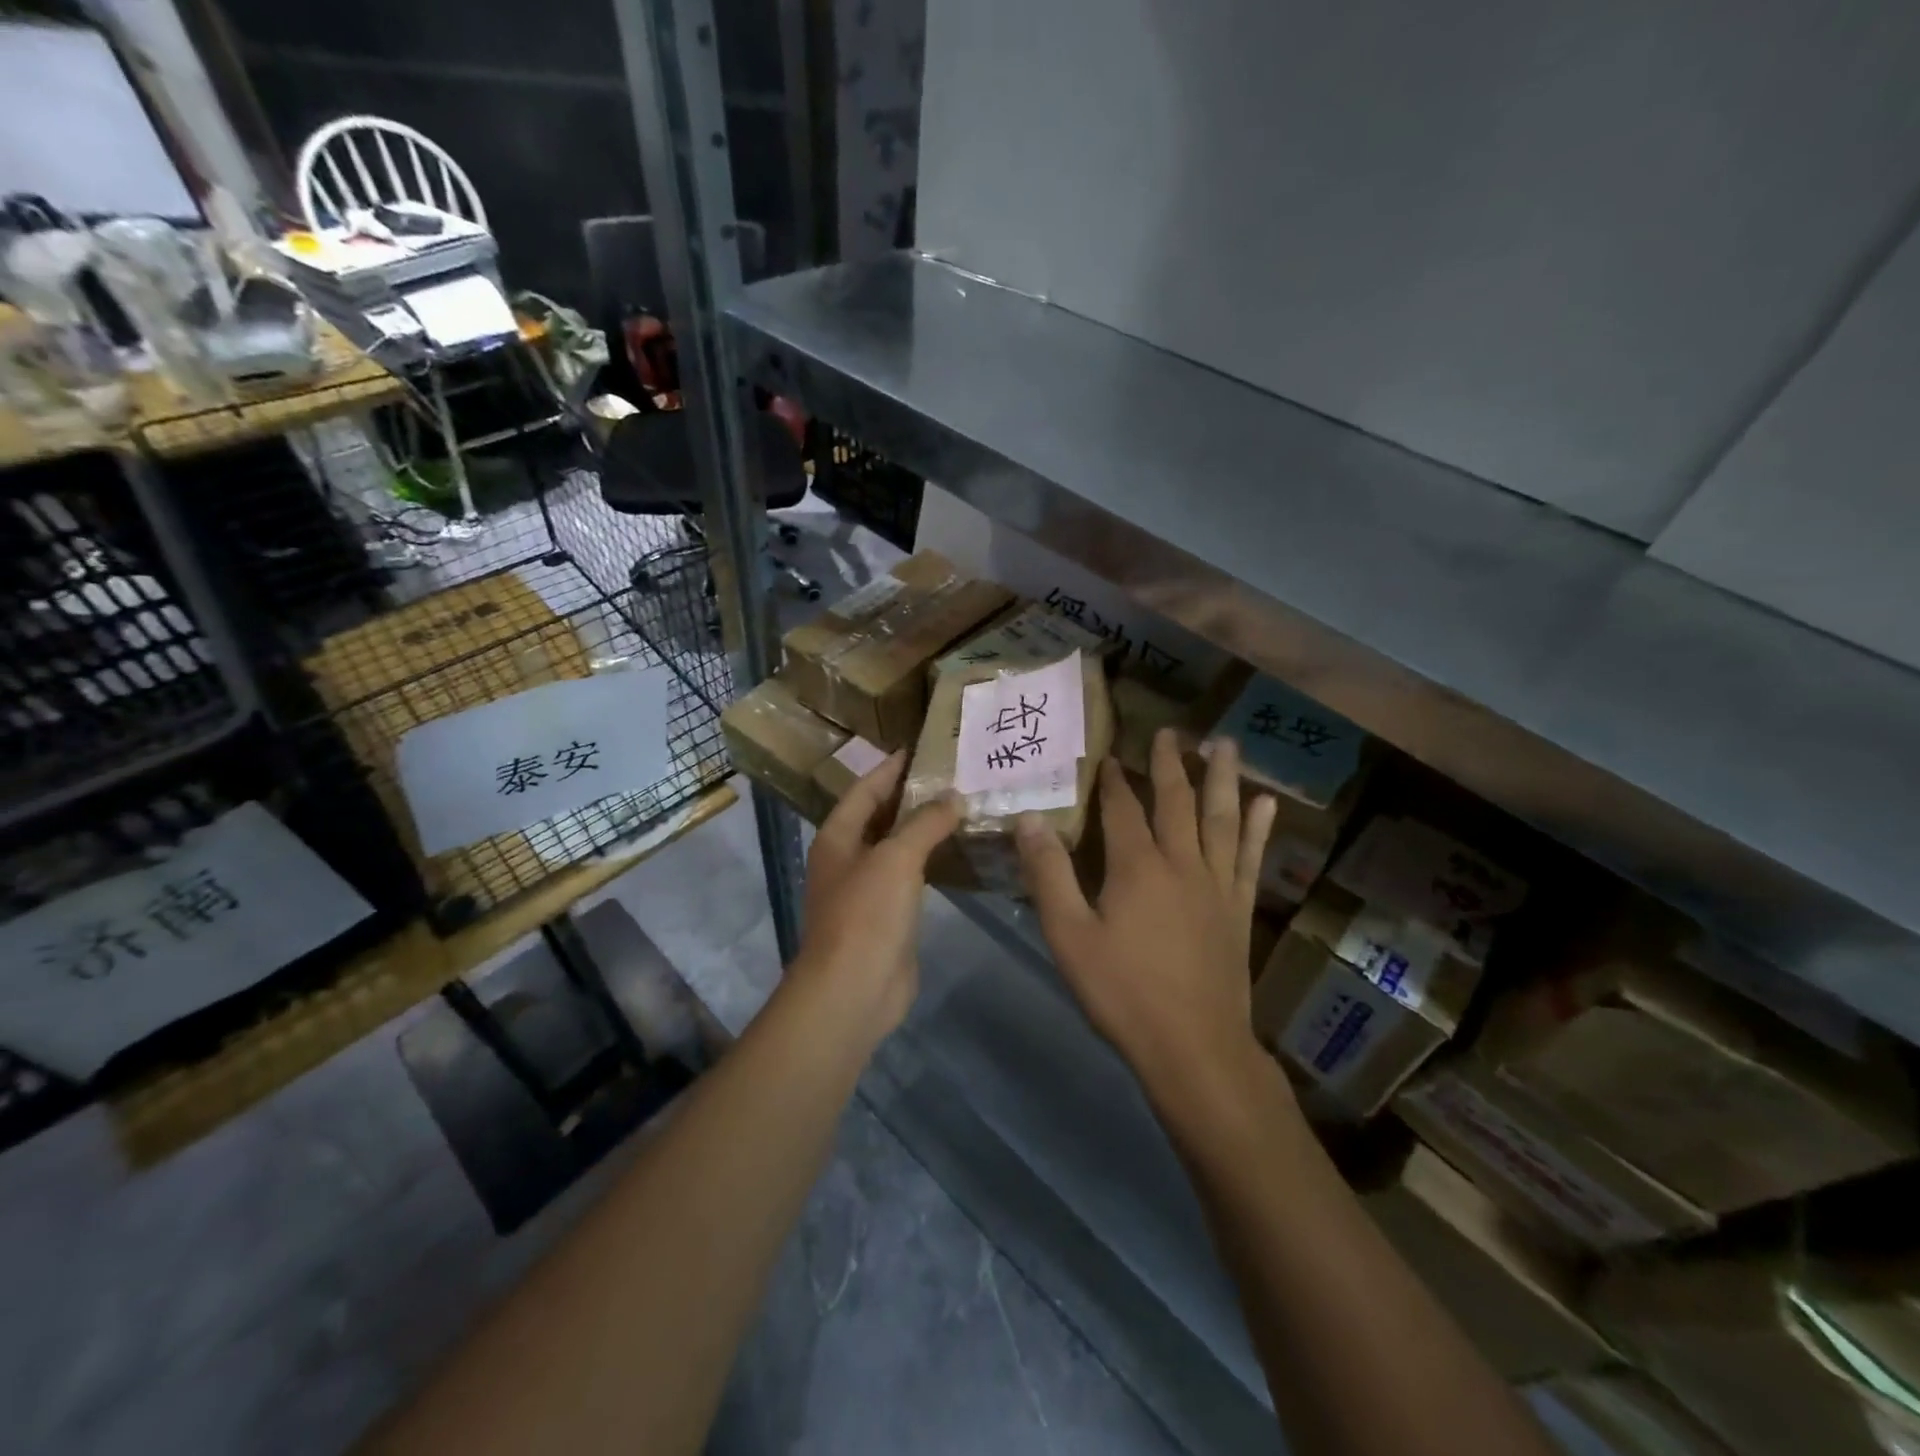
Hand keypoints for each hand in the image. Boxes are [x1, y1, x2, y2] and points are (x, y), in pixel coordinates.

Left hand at [792, 751, 960, 1043]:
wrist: (854, 989)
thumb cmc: (866, 914)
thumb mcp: (897, 858)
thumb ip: (925, 823)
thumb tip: (954, 797)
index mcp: (837, 837)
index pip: (864, 789)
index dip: (889, 768)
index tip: (918, 748)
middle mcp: (847, 858)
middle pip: (879, 816)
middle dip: (910, 796)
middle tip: (950, 775)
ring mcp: (865, 890)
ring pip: (896, 848)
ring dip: (922, 829)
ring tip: (959, 807)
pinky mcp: (886, 916)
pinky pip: (909, 877)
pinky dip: (929, 861)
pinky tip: (955, 852)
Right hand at [1016, 730, 1277, 1120]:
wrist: (1195, 1048)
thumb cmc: (1123, 993)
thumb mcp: (1069, 936)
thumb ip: (1048, 875)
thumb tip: (1030, 819)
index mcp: (1137, 867)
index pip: (1122, 808)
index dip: (1113, 780)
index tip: (1108, 754)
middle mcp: (1182, 863)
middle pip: (1176, 801)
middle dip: (1169, 764)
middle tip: (1170, 731)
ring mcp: (1217, 885)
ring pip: (1221, 818)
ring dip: (1221, 778)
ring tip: (1225, 743)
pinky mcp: (1239, 909)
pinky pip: (1251, 858)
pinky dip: (1258, 828)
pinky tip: (1266, 805)